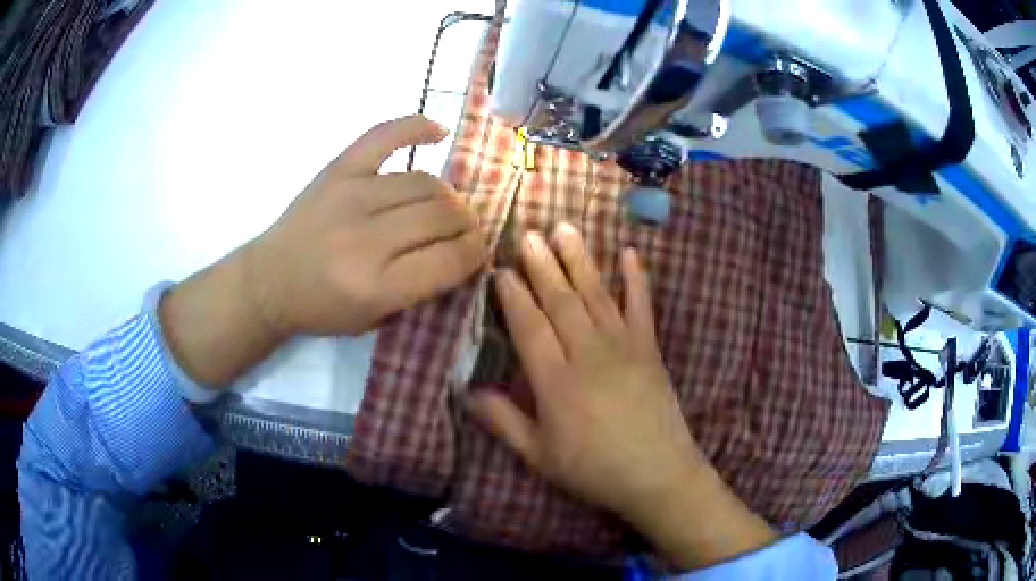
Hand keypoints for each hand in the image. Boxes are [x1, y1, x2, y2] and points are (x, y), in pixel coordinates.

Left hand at [161, 115, 485, 387]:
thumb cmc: (322, 308)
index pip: (451, 259)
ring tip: (445, 208)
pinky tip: (439, 132)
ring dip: (448, 196)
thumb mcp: (376, 319)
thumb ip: (422, 289)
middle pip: (443, 216)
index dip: (476, 255)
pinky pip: (385, 136)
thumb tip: (464, 252)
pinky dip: (416, 127)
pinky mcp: (338, 170)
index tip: (478, 255)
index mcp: (377, 286)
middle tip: (465, 233)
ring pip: (426, 183)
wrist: (268, 281)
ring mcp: (351, 196)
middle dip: (467, 226)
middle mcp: (367, 239)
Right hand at [467, 223, 697, 521]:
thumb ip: (502, 421)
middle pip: (560, 300)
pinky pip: (642, 305)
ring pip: (596, 293)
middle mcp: (587, 353)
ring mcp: (623, 346)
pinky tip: (630, 252)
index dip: (513, 295)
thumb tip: (466, 392)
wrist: (657, 474)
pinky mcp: (649, 348)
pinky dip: (636, 278)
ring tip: (565, 228)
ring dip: (579, 259)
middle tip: (528, 233)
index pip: (528, 326)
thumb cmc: (592, 469)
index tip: (501, 269)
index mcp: (555, 380)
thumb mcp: (538, 455)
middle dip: (542, 264)